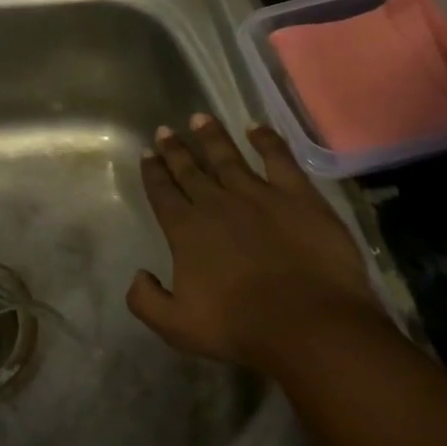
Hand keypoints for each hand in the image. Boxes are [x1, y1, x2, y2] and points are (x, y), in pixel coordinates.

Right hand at [126, 113, 383, 371]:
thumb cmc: (239, 327)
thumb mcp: (176, 326)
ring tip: (200, 118)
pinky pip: (278, 158)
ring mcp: (257, 194)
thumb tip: (138, 275)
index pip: (162, 192)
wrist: (308, 324)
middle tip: (164, 130)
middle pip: (190, 169)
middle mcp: (215, 202)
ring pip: (227, 157)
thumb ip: (146, 300)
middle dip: (175, 149)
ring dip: (211, 137)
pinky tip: (256, 128)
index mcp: (185, 229)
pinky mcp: (297, 195)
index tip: (147, 153)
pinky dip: (266, 140)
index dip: (153, 171)